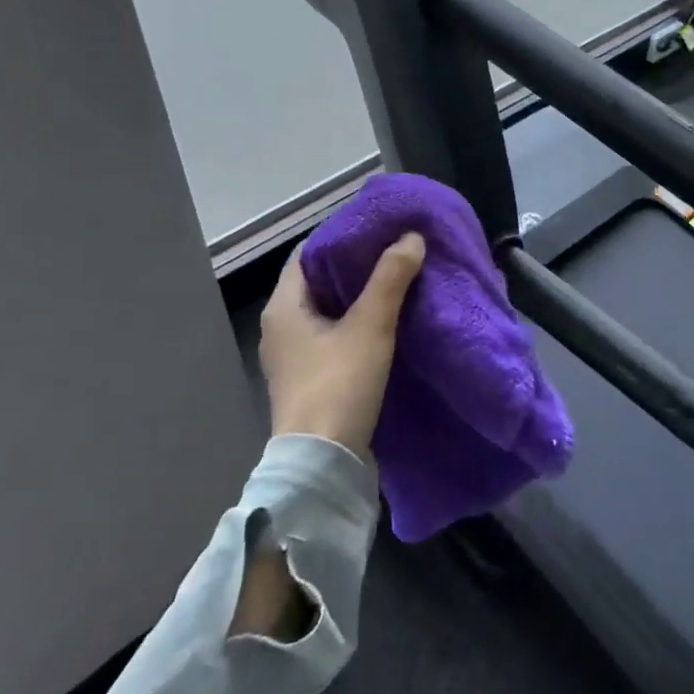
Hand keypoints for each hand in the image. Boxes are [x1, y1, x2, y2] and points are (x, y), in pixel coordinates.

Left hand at [260, 234, 425, 456]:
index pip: (308, 254)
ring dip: (358, 295)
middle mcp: (281, 327)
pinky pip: (333, 336)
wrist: (322, 465)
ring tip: (397, 279)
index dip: (340, 237)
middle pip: (319, 281)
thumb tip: (411, 237)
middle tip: (394, 249)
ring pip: (328, 310)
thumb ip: (390, 278)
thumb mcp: (370, 326)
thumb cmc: (338, 385)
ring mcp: (293, 357)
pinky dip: (356, 322)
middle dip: (355, 265)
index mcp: (283, 306)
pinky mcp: (310, 379)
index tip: (376, 227)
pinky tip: (387, 320)